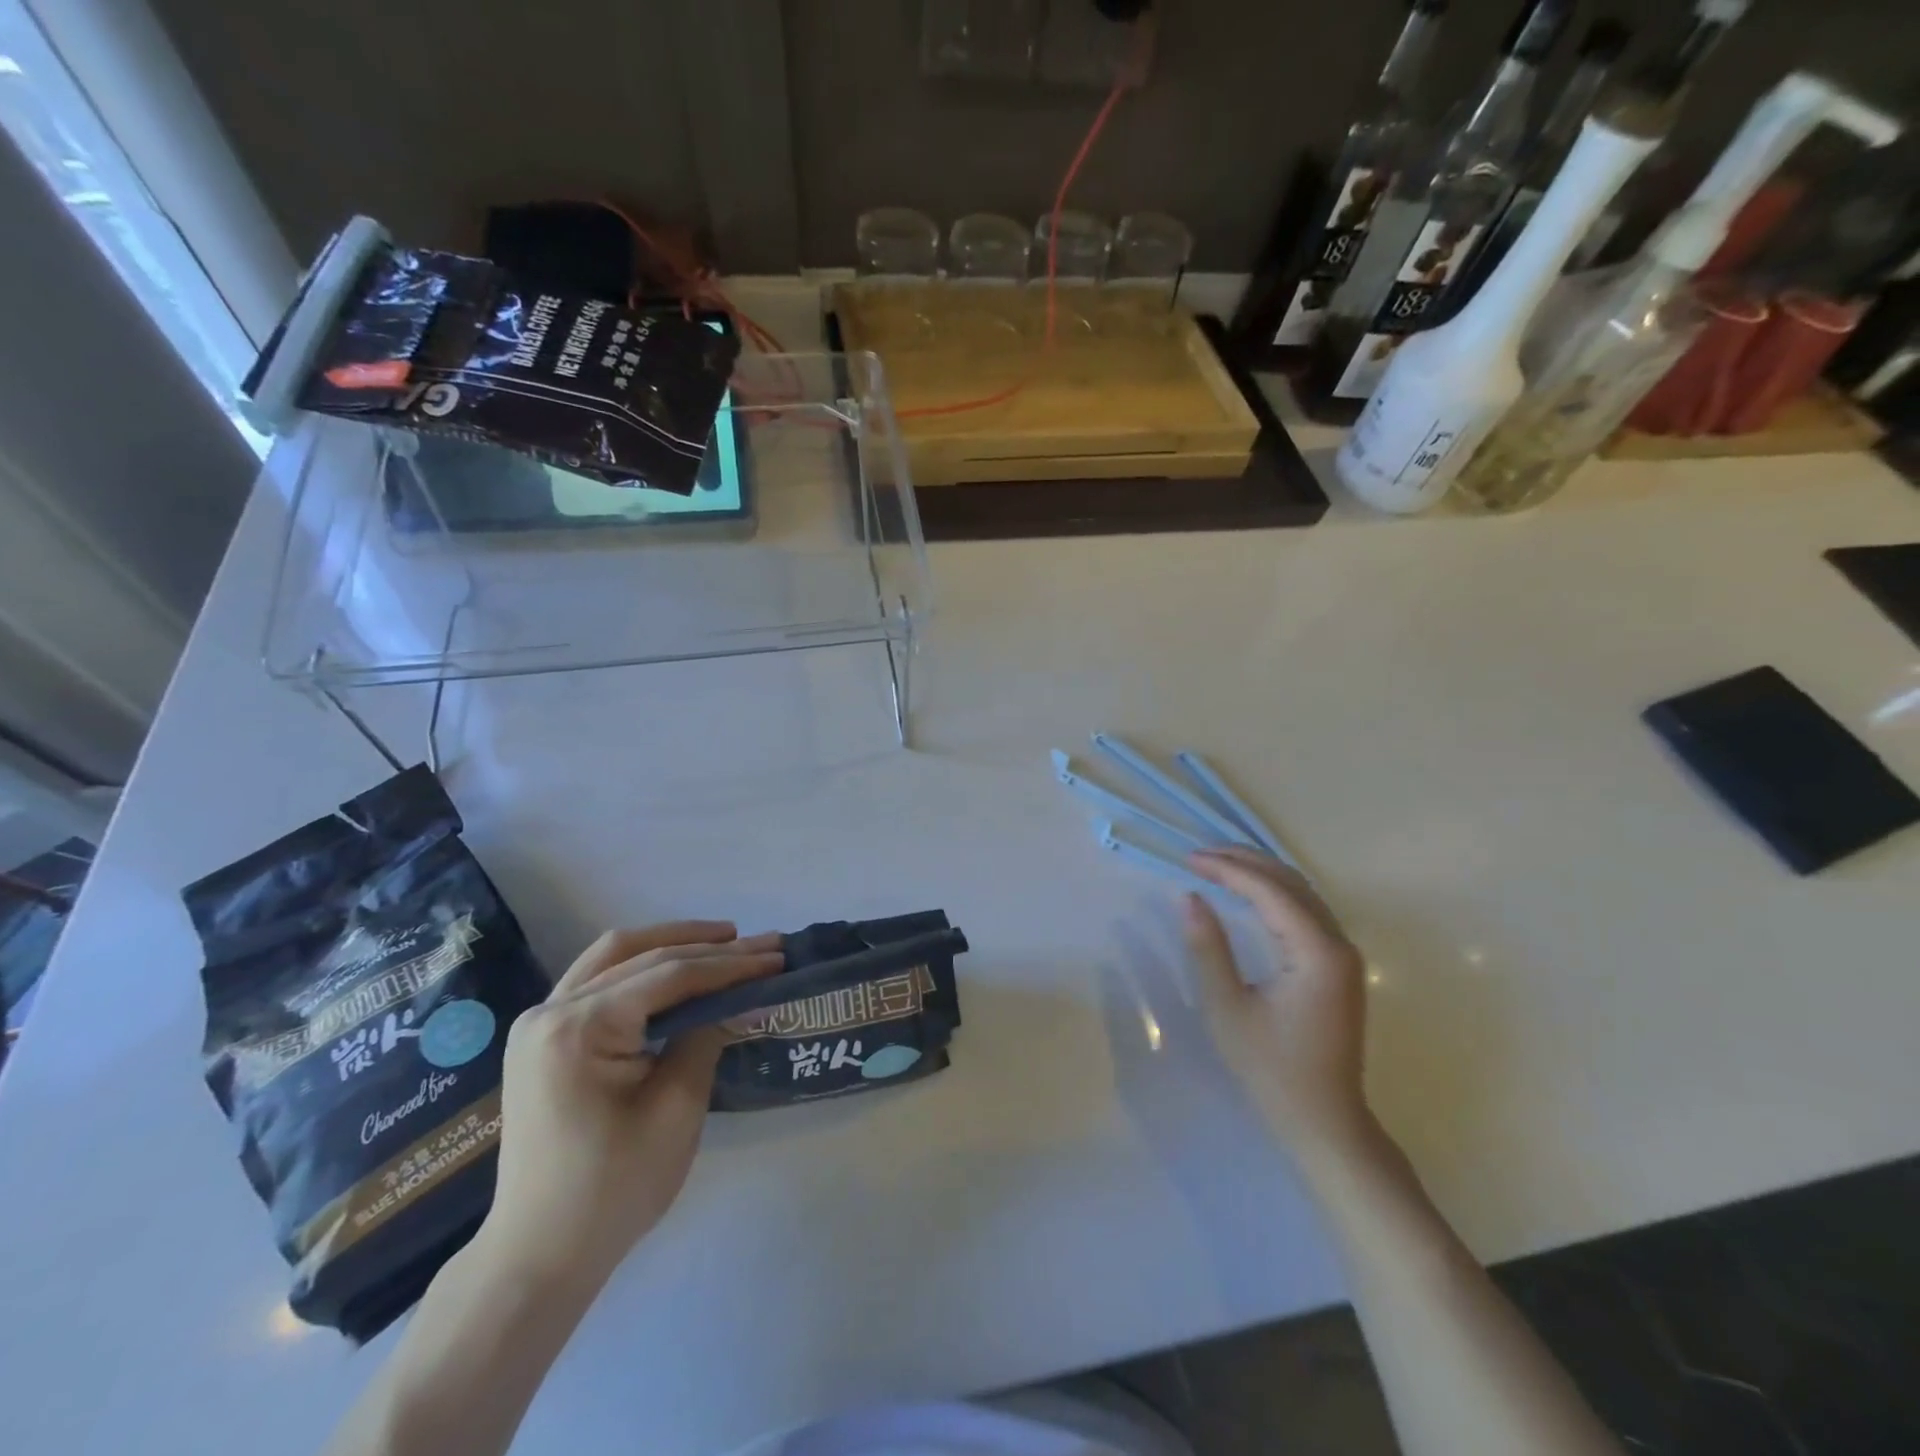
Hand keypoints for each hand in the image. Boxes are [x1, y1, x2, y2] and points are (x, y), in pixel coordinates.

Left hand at [476, 922, 782, 1285]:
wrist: (539, 1256)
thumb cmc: (613, 1189)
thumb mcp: (676, 1109)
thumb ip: (709, 1037)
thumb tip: (751, 998)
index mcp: (578, 1028)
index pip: (668, 976)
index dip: (729, 964)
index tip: (776, 957)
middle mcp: (550, 1011)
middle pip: (642, 956)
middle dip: (708, 948)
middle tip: (763, 945)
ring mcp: (541, 1022)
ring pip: (614, 956)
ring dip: (672, 943)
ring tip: (725, 939)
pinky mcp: (545, 1037)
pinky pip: (599, 980)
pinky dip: (643, 966)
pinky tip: (678, 966)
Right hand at [1183, 849, 1373, 1160]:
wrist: (1324, 1122)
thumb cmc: (1271, 1069)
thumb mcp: (1228, 1008)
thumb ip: (1208, 947)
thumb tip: (1189, 897)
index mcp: (1317, 952)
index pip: (1269, 891)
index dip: (1227, 869)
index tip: (1188, 859)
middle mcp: (1339, 944)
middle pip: (1291, 882)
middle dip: (1245, 861)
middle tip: (1200, 854)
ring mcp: (1345, 955)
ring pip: (1302, 893)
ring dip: (1261, 873)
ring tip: (1218, 864)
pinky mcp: (1340, 966)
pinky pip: (1307, 912)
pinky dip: (1275, 894)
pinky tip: (1249, 894)